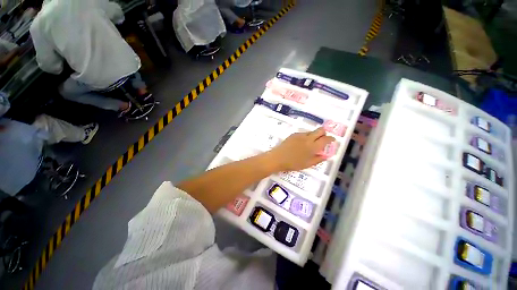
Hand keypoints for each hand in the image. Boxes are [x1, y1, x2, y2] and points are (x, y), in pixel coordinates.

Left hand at [266, 128, 334, 171]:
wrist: (278, 158)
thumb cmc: (293, 163)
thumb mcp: (307, 164)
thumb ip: (318, 159)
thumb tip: (326, 155)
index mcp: (313, 146)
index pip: (326, 139)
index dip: (331, 139)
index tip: (332, 140)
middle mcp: (308, 138)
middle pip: (320, 130)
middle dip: (324, 133)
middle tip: (322, 140)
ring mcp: (300, 135)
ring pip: (311, 131)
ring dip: (314, 136)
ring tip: (309, 144)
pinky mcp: (293, 134)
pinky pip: (303, 133)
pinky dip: (306, 137)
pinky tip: (301, 144)